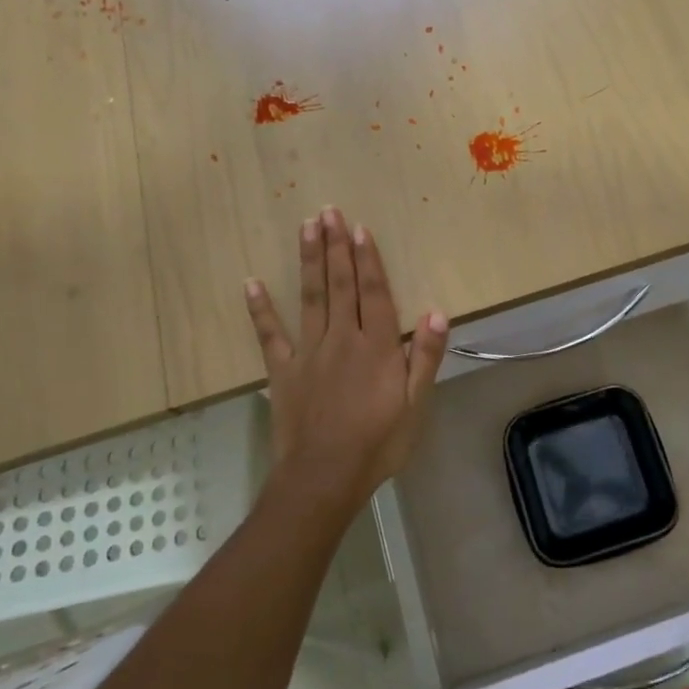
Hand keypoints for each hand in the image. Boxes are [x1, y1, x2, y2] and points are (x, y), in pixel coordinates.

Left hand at [244, 207, 448, 513]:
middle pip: (340, 285)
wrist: (324, 478)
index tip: (360, 228)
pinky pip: (270, 335)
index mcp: (376, 346)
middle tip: (329, 211)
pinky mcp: (282, 371)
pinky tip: (251, 283)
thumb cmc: (378, 443)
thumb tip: (436, 312)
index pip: (374, 293)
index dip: (368, 259)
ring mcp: (308, 352)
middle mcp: (342, 339)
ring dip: (309, 260)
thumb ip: (425, 357)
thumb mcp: (415, 405)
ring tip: (306, 227)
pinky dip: (260, 309)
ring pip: (310, 297)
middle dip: (336, 246)